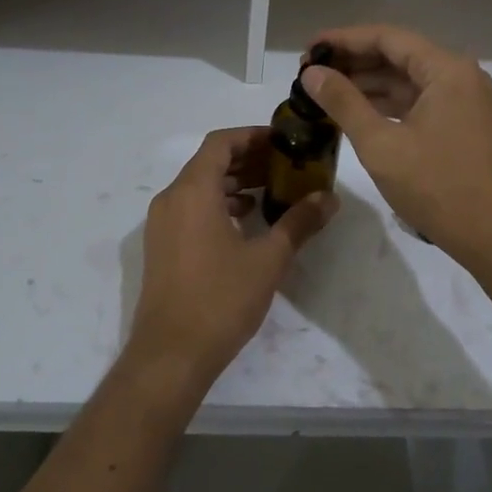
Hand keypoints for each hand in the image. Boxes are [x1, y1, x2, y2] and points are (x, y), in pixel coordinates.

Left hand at [130, 127, 336, 392]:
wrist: (170, 356)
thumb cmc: (220, 299)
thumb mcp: (268, 259)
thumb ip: (299, 222)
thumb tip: (329, 198)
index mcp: (193, 191)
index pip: (221, 142)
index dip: (252, 136)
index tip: (283, 141)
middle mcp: (171, 199)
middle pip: (210, 162)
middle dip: (248, 159)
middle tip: (286, 165)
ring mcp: (162, 224)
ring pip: (200, 186)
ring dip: (235, 183)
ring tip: (272, 192)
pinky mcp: (162, 247)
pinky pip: (192, 208)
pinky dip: (219, 205)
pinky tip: (247, 222)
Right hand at [299, 26, 491, 267]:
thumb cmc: (438, 188)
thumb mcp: (381, 145)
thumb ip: (344, 103)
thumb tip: (311, 73)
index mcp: (446, 70)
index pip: (387, 38)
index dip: (343, 40)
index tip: (308, 49)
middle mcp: (459, 76)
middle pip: (398, 55)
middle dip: (353, 61)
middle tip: (310, 72)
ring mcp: (464, 101)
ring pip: (408, 80)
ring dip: (368, 83)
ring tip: (324, 91)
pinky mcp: (462, 125)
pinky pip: (419, 101)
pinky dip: (387, 104)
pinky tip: (356, 112)